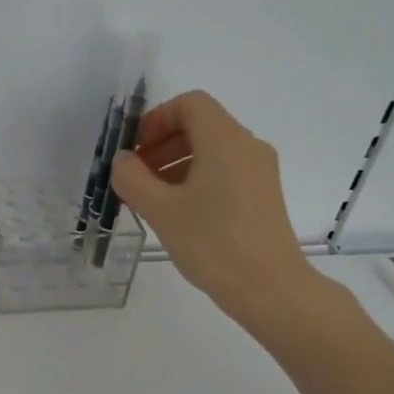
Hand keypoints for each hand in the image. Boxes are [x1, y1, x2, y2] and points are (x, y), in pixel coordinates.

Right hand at [108, 89, 315, 327]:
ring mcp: (260, 172)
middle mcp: (247, 146)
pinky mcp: (263, 196)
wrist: (270, 289)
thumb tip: (124, 161)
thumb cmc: (212, 243)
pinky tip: (179, 213)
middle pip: (200, 125)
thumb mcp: (160, 210)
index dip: (156, 119)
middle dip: (162, 143)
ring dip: (176, 163)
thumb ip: (132, 178)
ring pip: (212, 150)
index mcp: (225, 140)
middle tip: (136, 176)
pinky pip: (225, 171)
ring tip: (152, 198)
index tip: (135, 150)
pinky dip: (196, 179)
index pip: (189, 104)